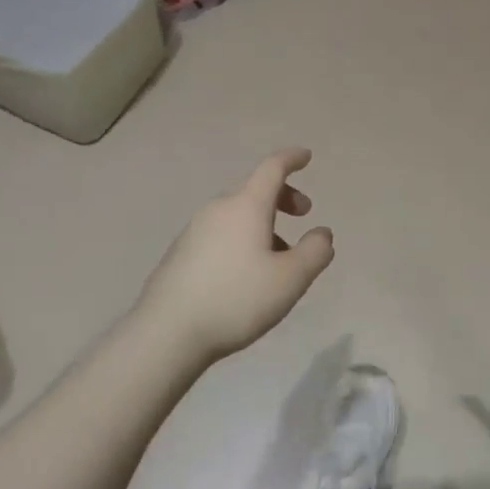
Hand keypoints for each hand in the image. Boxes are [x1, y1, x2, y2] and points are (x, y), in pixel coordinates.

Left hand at [131, 148, 334, 363]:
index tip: (306, 156)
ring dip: (264, 223)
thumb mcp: (290, 279)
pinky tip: (247, 274)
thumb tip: (322, 233)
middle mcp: (218, 209)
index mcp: (246, 206)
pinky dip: (243, 239)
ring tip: (279, 258)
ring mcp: (195, 230)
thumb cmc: (236, 299)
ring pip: (238, 215)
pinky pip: (221, 233)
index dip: (291, 159)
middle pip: (255, 190)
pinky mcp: (182, 252)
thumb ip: (315, 252)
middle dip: (283, 197)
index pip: (272, 169)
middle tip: (303, 214)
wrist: (167, 332)